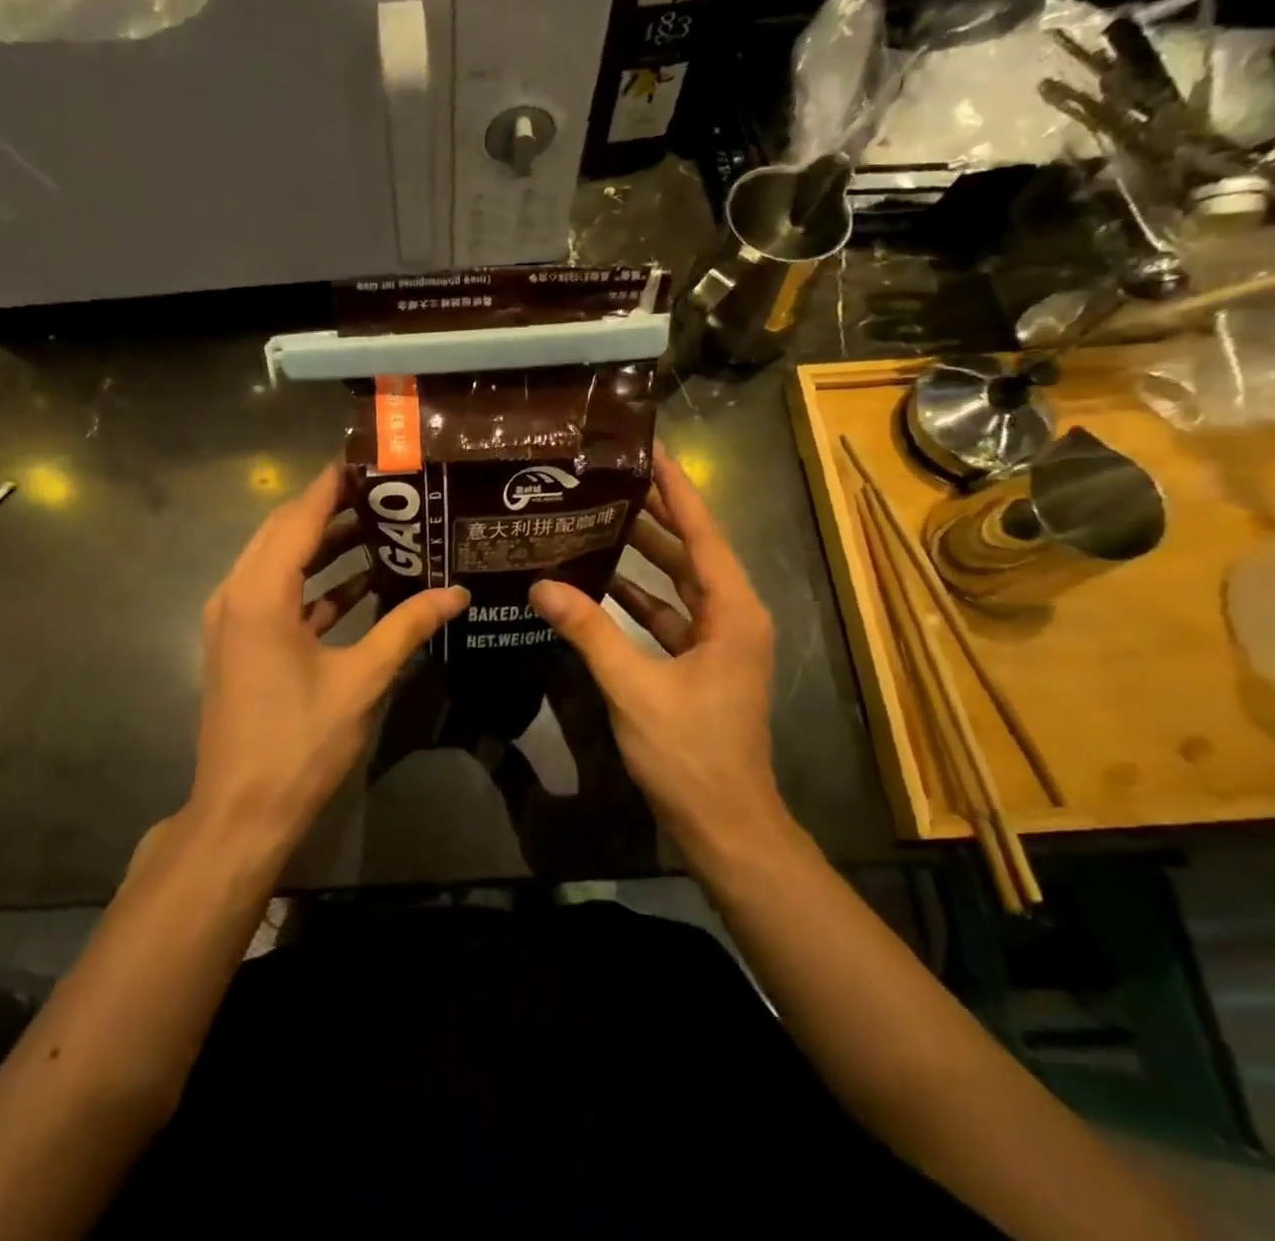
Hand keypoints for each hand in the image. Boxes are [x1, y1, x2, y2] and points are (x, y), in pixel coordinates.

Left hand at [192, 464, 468, 854]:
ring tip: (383, 529)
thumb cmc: (301, 743)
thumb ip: (408, 626)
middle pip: (285, 531)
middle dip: (333, 508)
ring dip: (325, 545)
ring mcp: (234, 620)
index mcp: (260, 593)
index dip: (335, 482)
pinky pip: (278, 595)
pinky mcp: (241, 643)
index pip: (299, 514)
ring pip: (280, 562)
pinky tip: (361, 584)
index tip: (374, 460)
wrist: (242, 813)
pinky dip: (315, 584)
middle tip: (389, 494)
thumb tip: (458, 592)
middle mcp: (237, 593)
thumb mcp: (362, 679)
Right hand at [529, 445, 785, 850]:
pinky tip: (599, 586)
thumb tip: (542, 587)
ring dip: (642, 556)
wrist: (725, 825)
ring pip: (678, 583)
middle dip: (653, 514)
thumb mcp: (634, 688)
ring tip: (597, 519)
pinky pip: (668, 616)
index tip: (648, 449)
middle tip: (608, 478)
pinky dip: (637, 599)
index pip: (702, 532)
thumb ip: (590, 632)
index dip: (676, 488)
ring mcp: (717, 643)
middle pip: (691, 551)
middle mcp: (732, 617)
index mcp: (732, 611)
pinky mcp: (699, 665)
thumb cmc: (691, 752)